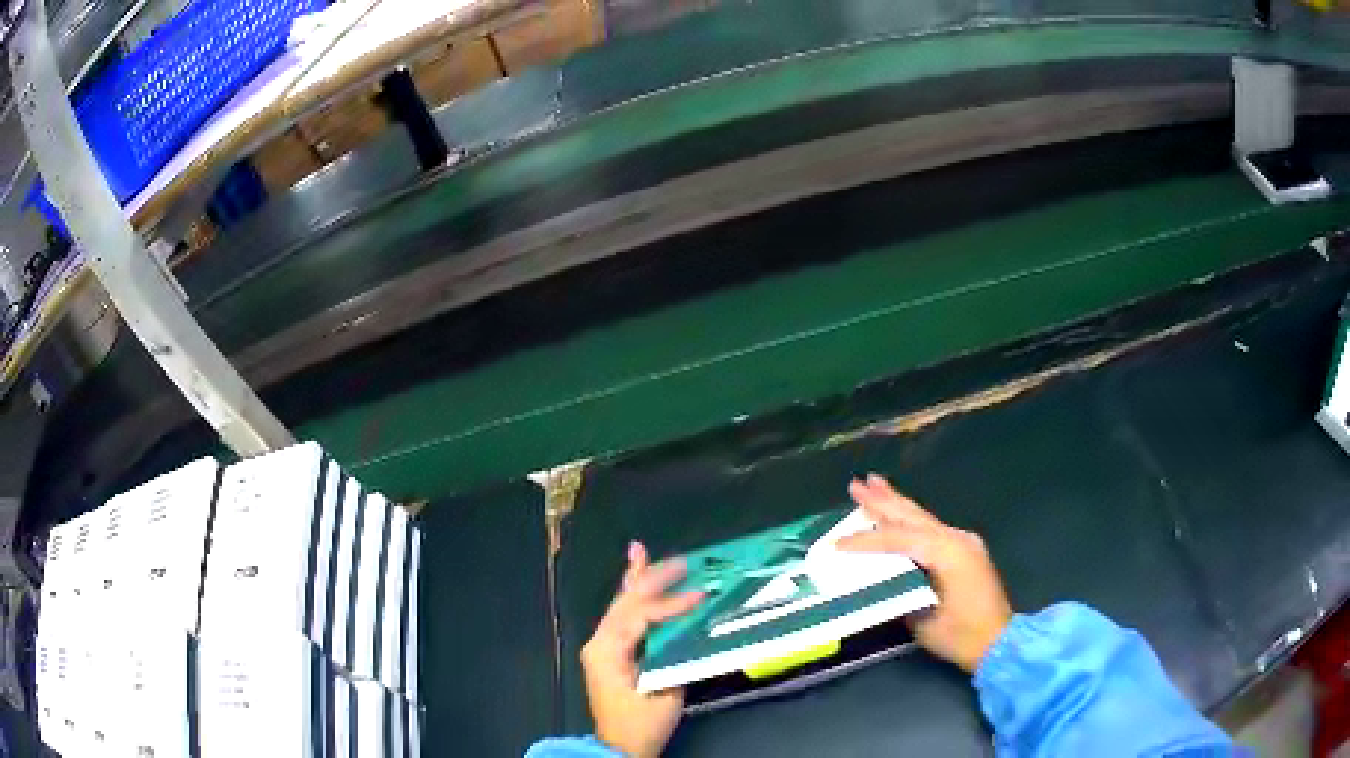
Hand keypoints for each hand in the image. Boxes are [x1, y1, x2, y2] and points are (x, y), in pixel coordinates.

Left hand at [581, 541, 703, 757]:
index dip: (671, 605)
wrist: (619, 747)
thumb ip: (674, 658)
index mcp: (608, 651)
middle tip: (676, 559)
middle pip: (625, 602)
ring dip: (636, 580)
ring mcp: (602, 646)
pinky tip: (636, 581)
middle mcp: (600, 642)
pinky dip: (634, 598)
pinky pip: (623, 617)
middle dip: (649, 577)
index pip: (641, 616)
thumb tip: (690, 630)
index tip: (700, 596)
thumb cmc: (641, 724)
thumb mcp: (664, 694)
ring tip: (640, 552)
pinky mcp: (610, 652)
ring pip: (621, 605)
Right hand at [837, 474, 1012, 672]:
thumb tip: (881, 578)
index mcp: (948, 553)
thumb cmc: (960, 636)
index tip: (838, 542)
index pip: (900, 540)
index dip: (867, 541)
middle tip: (856, 484)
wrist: (998, 641)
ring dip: (897, 503)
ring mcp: (963, 542)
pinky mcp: (965, 550)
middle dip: (882, 501)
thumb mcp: (922, 621)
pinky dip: (911, 519)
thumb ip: (902, 593)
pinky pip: (932, 528)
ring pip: (923, 517)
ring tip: (874, 483)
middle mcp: (957, 539)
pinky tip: (899, 512)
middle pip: (912, 516)